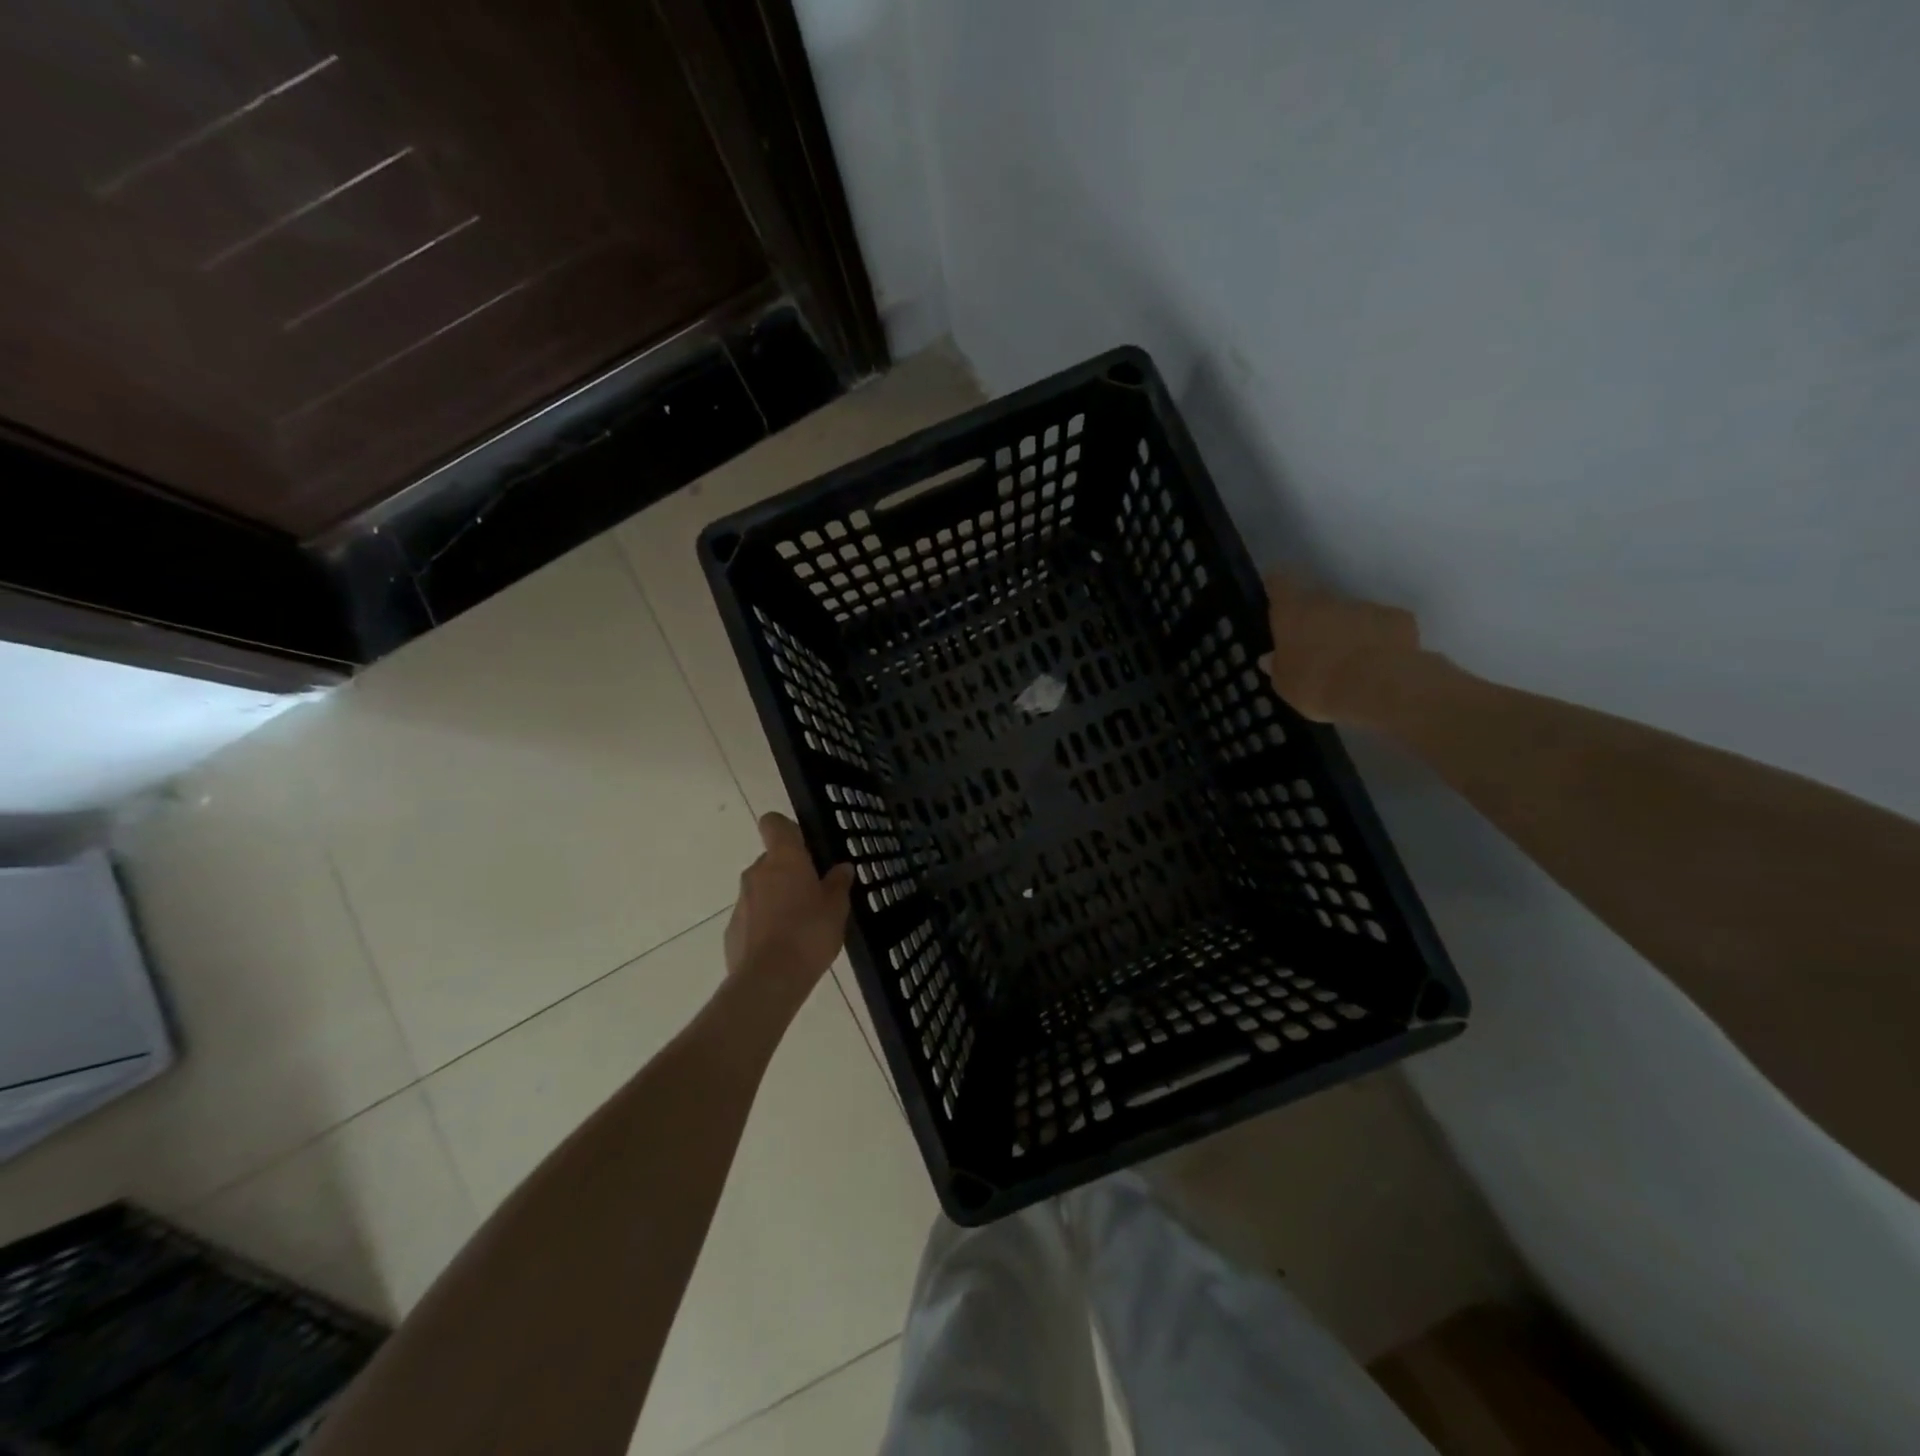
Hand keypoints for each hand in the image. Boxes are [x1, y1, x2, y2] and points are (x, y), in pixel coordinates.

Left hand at [724, 813, 854, 998]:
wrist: (769, 980)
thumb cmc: (809, 933)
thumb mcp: (836, 908)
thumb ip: (838, 884)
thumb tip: (842, 867)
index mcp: (784, 859)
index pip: (774, 823)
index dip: (787, 830)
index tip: (805, 846)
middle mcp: (757, 872)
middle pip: (771, 860)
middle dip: (790, 872)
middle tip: (814, 894)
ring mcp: (741, 901)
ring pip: (762, 889)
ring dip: (778, 899)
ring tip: (801, 926)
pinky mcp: (732, 929)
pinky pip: (753, 916)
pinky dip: (766, 924)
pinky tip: (783, 947)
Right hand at [1260, 574, 1427, 725]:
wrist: (1379, 689)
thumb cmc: (1318, 685)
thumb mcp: (1285, 685)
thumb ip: (1278, 667)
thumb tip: (1271, 658)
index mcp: (1293, 611)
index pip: (1279, 583)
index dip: (1276, 587)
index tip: (1275, 598)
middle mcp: (1328, 600)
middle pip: (1317, 601)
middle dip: (1314, 619)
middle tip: (1313, 647)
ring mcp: (1366, 606)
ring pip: (1350, 614)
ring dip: (1346, 630)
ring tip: (1349, 661)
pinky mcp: (1399, 618)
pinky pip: (1382, 625)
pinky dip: (1378, 638)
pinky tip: (1379, 663)